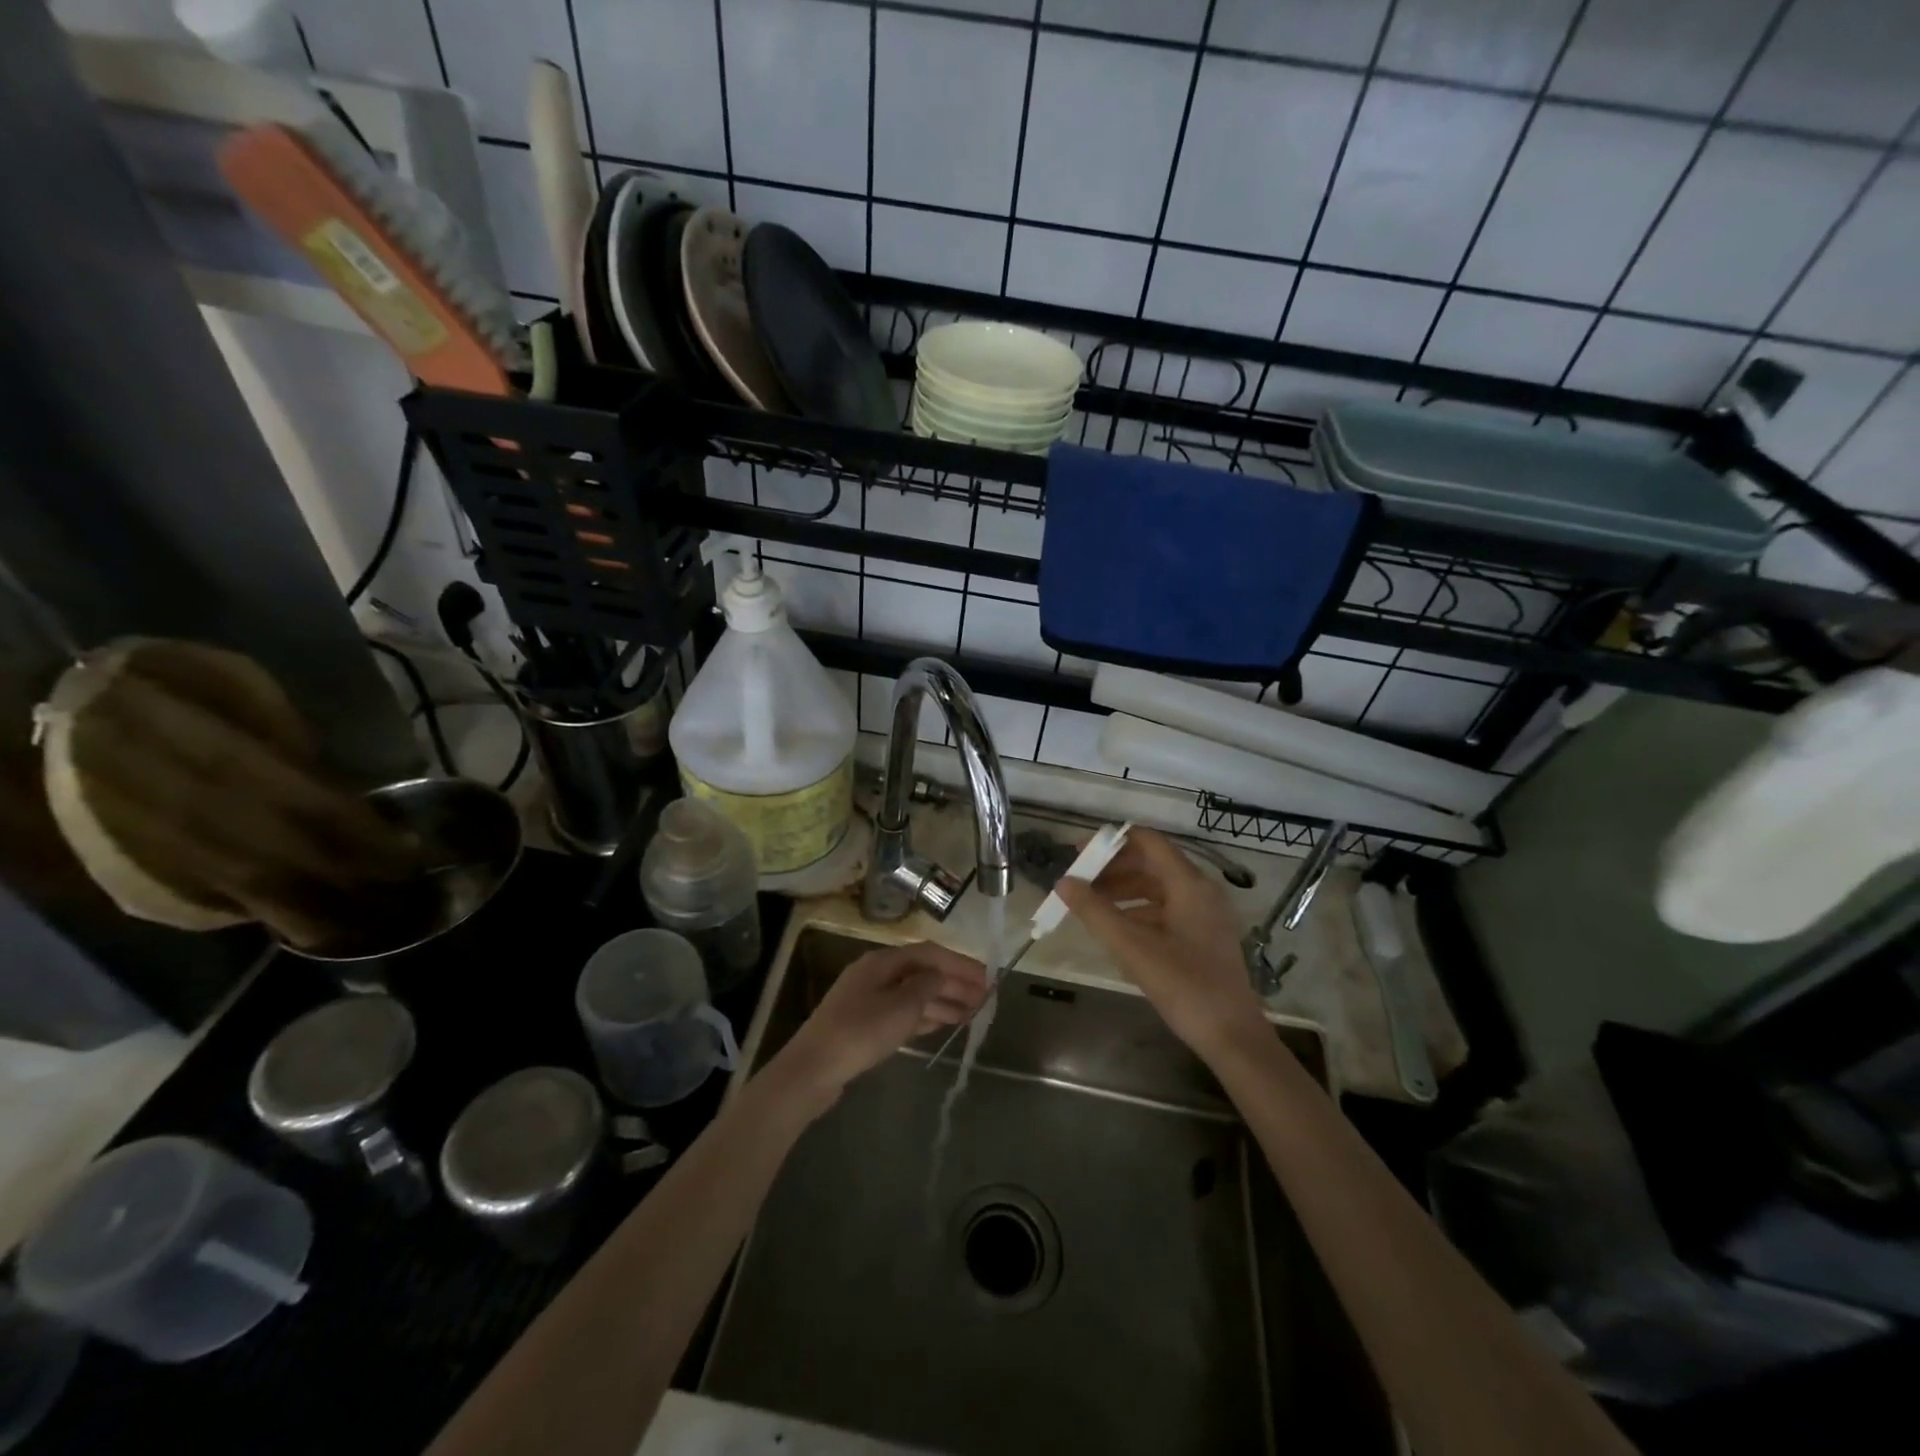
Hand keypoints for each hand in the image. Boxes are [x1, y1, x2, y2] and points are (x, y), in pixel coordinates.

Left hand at [769, 942, 988, 1107]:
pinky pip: (903, 1013)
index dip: (960, 964)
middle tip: (985, 999)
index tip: (987, 977)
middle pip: (922, 973)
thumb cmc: (861, 1032)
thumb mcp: (902, 1006)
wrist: (813, 1070)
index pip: (929, 953)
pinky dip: (926, 1016)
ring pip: (914, 995)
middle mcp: (876, 974)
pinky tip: (944, 1024)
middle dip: (954, 984)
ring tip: (972, 1014)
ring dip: (943, 1001)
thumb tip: (941, 974)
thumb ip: (927, 986)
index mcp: (882, 962)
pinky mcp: (865, 1025)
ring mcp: (868, 1000)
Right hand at [1055, 828, 1270, 1062]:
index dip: (1111, 843)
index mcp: (1189, 884)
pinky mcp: (1205, 936)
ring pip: (1158, 889)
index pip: (1147, 842)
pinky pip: (1167, 910)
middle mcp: (1201, 891)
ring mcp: (1206, 914)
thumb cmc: (1184, 986)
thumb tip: (1064, 882)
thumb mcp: (1132, 948)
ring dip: (1123, 893)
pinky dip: (1139, 913)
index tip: (1079, 854)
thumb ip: (1095, 912)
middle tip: (1079, 884)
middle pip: (1151, 864)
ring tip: (1091, 909)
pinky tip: (1118, 933)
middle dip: (1113, 870)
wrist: (1232, 1037)